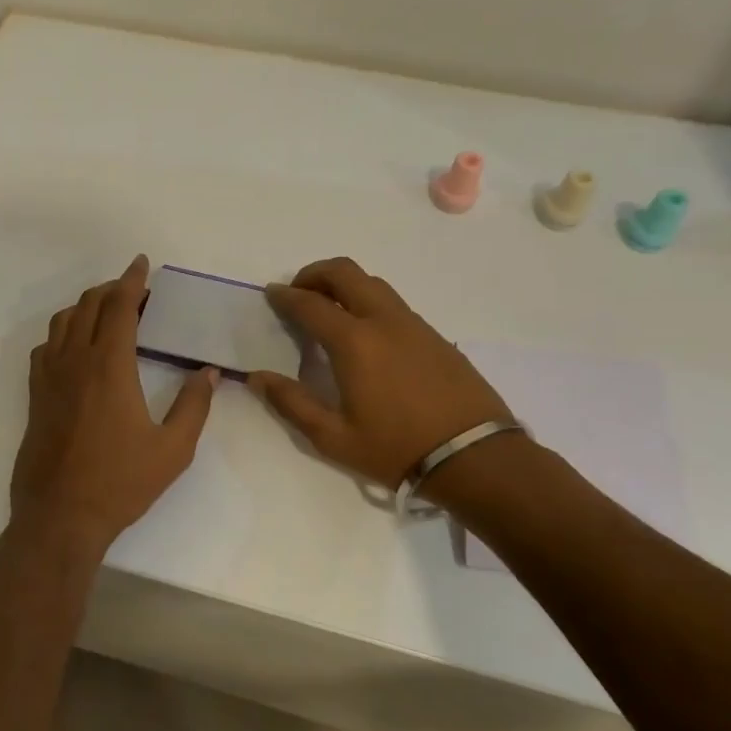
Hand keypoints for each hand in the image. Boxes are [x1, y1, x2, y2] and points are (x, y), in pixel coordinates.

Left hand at [11, 256, 218, 553]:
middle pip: (88, 306)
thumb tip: (207, 372)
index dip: (131, 281)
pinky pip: (46, 347)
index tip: (141, 264)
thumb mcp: (173, 449)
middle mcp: (74, 361)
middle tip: (135, 292)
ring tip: (107, 313)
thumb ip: (193, 405)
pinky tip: (76, 347)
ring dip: (85, 306)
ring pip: (62, 321)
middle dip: (111, 289)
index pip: (118, 307)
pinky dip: (63, 332)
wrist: (60, 515)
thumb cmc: (120, 483)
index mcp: (109, 367)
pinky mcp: (35, 395)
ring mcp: (49, 377)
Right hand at [249, 257, 512, 490]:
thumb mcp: (333, 437)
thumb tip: (256, 377)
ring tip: (329, 309)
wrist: (474, 457)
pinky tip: (365, 333)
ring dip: (344, 285)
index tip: (271, 294)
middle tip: (298, 292)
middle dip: (315, 274)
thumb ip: (291, 403)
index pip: (310, 304)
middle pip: (345, 273)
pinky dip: (368, 302)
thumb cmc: (396, 449)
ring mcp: (414, 325)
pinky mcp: (435, 336)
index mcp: (354, 342)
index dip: (285, 296)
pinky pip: (393, 304)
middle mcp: (384, 321)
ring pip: (373, 284)